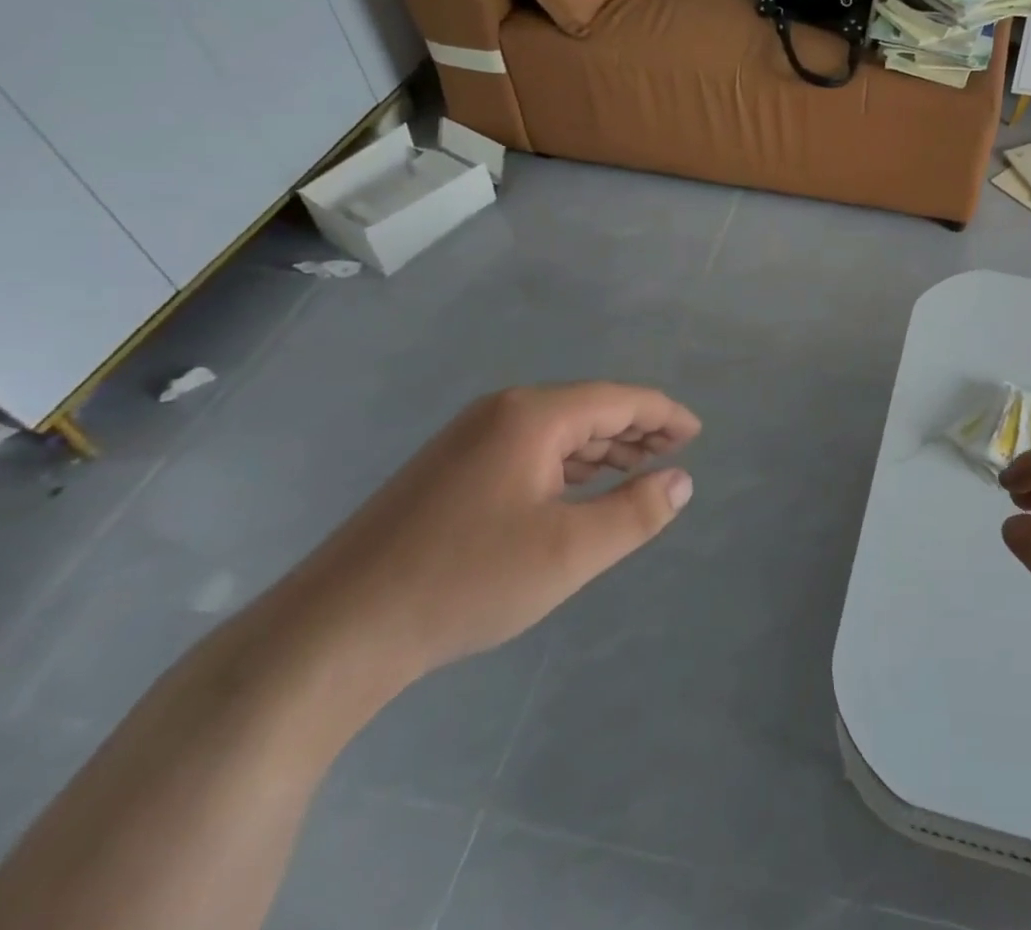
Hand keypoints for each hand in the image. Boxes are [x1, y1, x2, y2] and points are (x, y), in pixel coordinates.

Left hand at [268, 384, 699, 693]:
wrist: (334, 632)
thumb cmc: (465, 582)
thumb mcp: (569, 552)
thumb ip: (635, 513)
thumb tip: (681, 481)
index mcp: (533, 416)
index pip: (618, 399)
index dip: (663, 413)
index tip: (696, 433)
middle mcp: (501, 413)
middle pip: (588, 408)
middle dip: (636, 428)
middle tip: (676, 451)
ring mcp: (468, 440)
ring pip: (556, 429)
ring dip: (602, 446)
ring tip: (638, 467)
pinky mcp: (448, 470)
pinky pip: (528, 449)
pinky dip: (566, 462)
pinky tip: (577, 487)